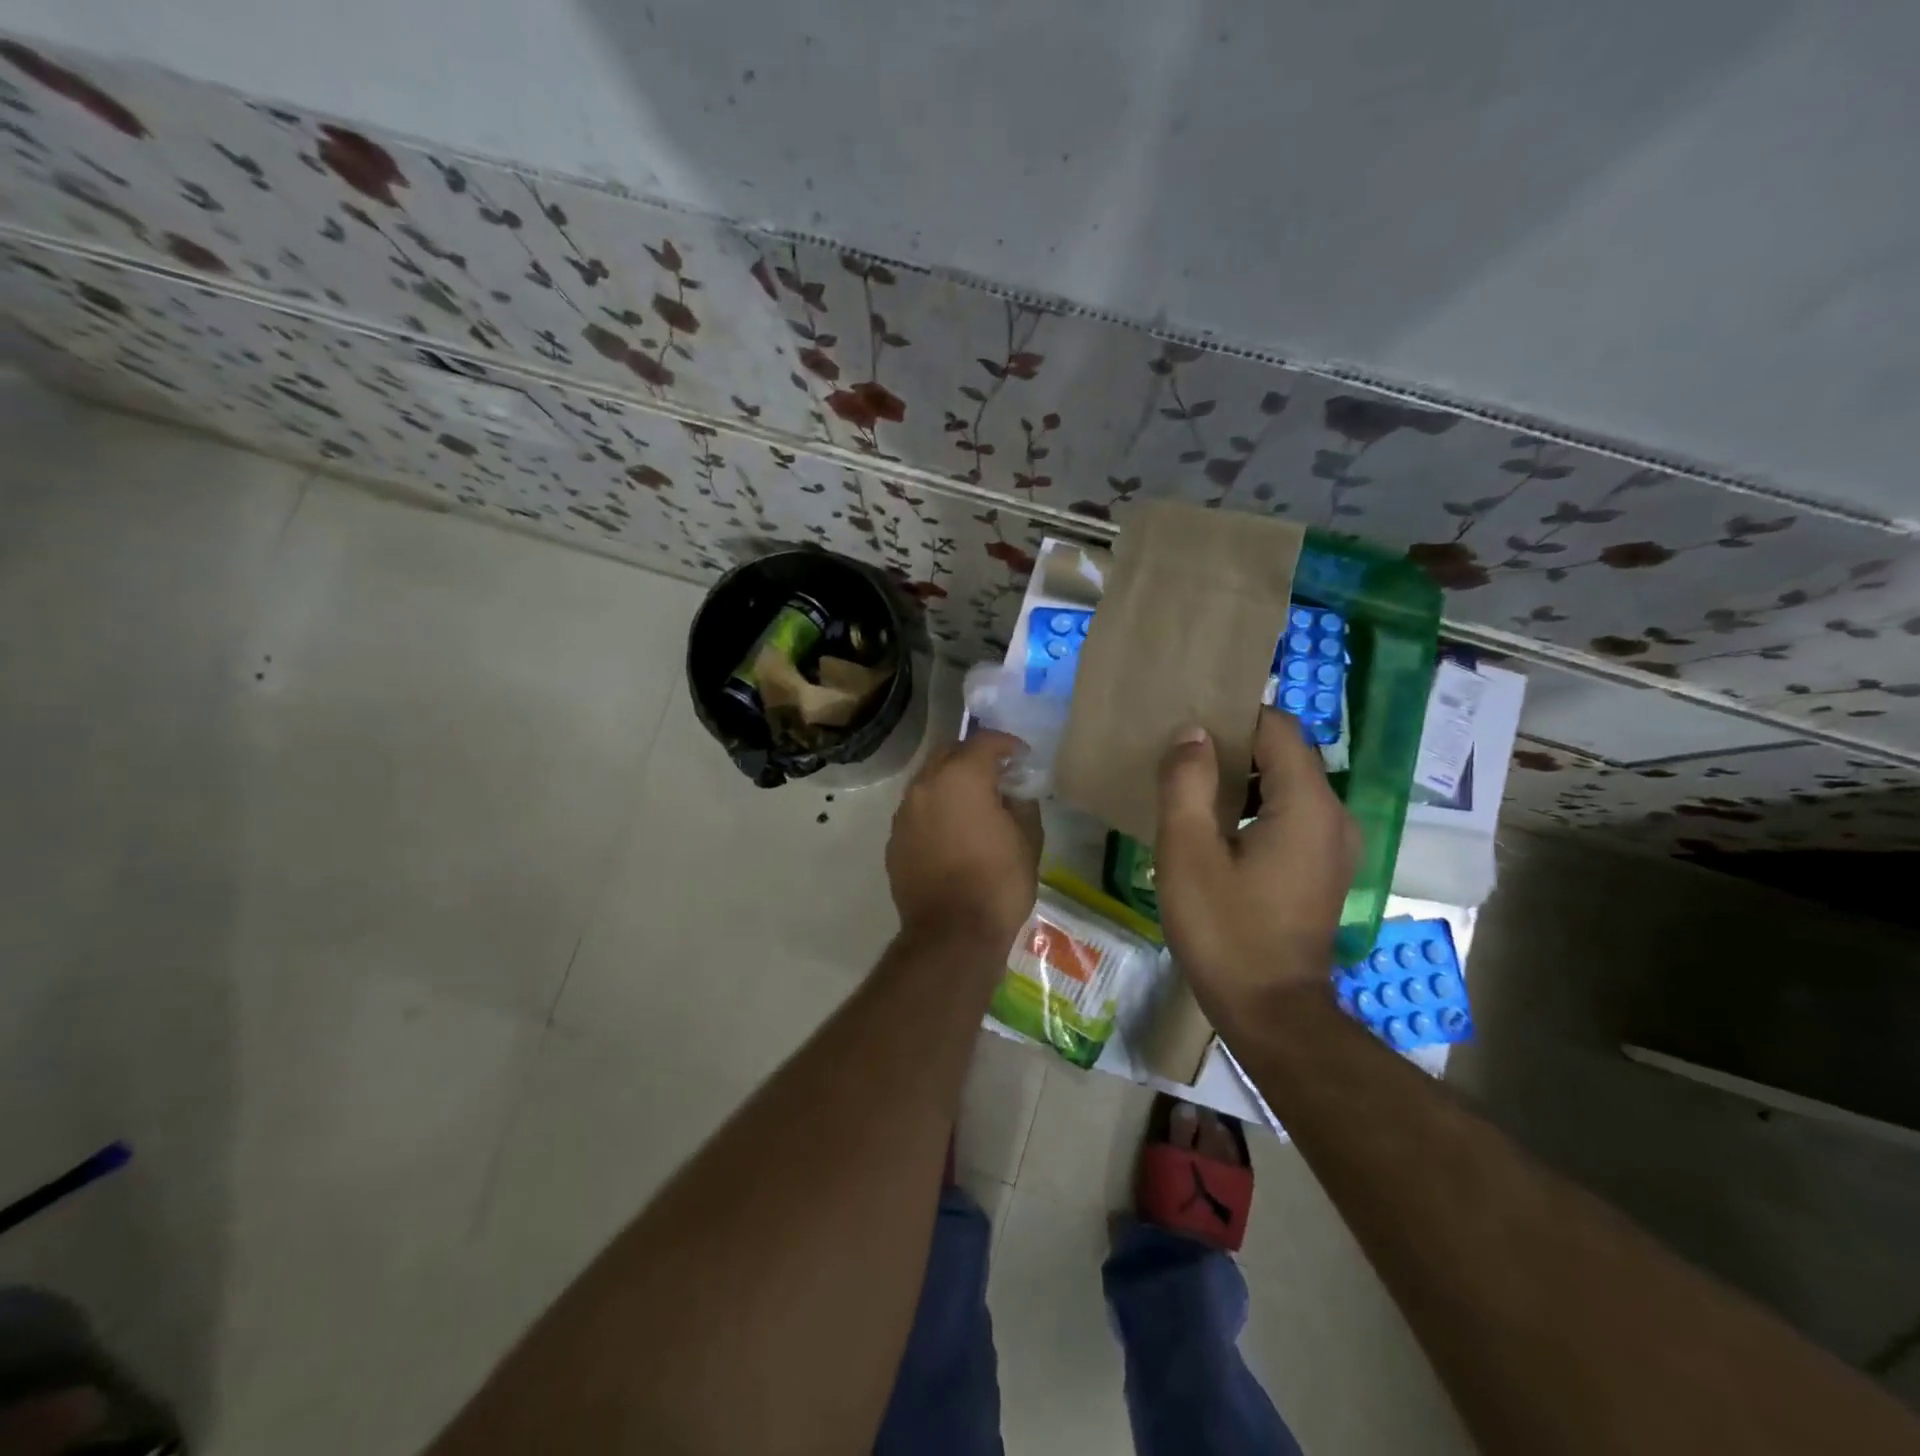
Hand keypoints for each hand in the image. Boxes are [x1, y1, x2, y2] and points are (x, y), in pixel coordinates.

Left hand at [887, 729, 1041, 948]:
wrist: (952, 935)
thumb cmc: (998, 883)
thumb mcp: (1028, 839)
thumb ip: (1022, 802)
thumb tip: (1014, 791)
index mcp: (961, 777)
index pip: (984, 742)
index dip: (1007, 744)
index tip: (1022, 757)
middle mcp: (925, 785)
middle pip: (949, 753)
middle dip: (973, 757)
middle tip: (996, 775)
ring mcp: (904, 813)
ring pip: (928, 781)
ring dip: (951, 783)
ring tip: (973, 804)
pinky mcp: (894, 840)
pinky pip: (917, 811)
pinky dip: (936, 811)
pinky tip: (952, 832)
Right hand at [1154, 709, 1360, 1023]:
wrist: (1270, 1011)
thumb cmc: (1224, 929)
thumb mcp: (1187, 852)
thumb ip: (1186, 783)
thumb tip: (1192, 734)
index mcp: (1307, 804)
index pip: (1278, 727)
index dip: (1233, 718)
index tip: (1188, 729)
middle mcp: (1335, 815)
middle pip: (1284, 754)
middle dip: (1234, 748)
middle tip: (1180, 761)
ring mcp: (1336, 844)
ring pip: (1287, 785)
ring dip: (1242, 780)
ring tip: (1191, 793)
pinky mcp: (1325, 868)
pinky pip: (1292, 815)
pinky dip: (1256, 808)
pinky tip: (1217, 831)